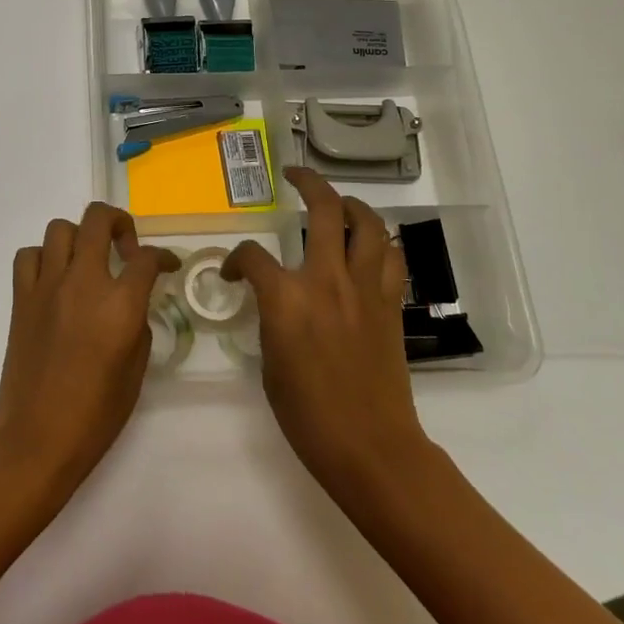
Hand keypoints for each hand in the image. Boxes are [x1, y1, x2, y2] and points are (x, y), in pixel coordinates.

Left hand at [0, 203, 178, 495]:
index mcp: (119, 304)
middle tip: (126, 246)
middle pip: (99, 219)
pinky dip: (44, 258)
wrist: (37, 438)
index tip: (167, 265)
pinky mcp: (21, 298)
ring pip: (60, 228)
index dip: (163, 256)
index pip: (147, 257)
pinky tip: (55, 279)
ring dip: (80, 237)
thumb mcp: (136, 370)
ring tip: (88, 262)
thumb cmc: (95, 414)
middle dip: (120, 222)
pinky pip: (29, 256)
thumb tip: (131, 303)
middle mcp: (83, 282)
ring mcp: (47, 286)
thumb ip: (137, 324)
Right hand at [223, 168, 430, 504]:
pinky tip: (368, 246)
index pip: (252, 256)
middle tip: (295, 176)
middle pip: (323, 210)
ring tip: (338, 203)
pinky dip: (379, 243)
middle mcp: (327, 280)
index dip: (236, 260)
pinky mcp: (390, 305)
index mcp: (286, 299)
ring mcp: (364, 289)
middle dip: (307, 183)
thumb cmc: (307, 415)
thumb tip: (275, 303)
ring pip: (368, 224)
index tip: (233, 274)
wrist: (370, 447)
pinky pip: (390, 258)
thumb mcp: (269, 364)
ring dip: (352, 205)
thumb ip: (271, 319)